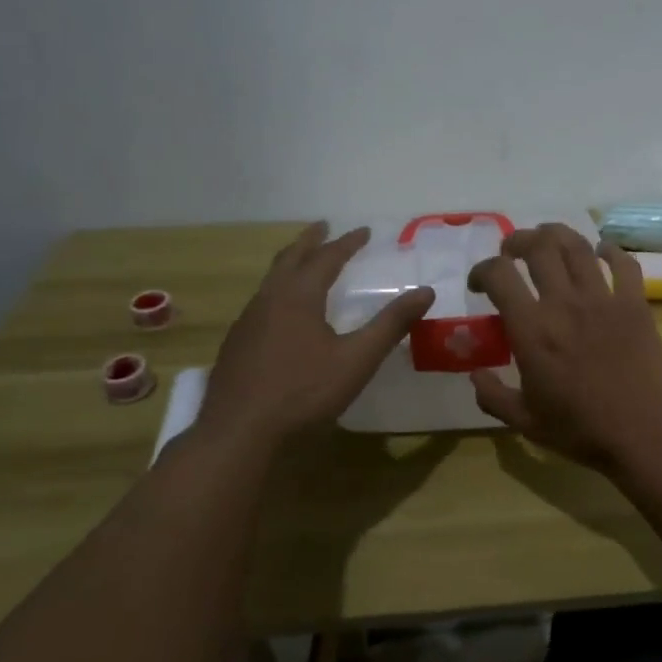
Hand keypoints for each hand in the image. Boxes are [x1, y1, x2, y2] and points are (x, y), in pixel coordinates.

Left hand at [199, 223, 432, 442]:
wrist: (238, 434)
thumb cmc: (304, 393)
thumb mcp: (357, 359)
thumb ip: (391, 324)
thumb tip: (426, 291)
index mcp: (298, 297)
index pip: (326, 258)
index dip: (347, 243)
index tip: (365, 231)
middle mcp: (268, 300)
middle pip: (290, 259)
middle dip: (310, 241)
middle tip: (324, 227)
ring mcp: (247, 322)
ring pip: (270, 280)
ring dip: (291, 264)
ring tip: (304, 263)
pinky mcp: (236, 345)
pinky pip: (260, 302)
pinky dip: (278, 290)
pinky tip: (282, 312)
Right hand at [466, 224, 661, 471]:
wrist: (644, 433)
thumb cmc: (581, 430)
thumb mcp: (525, 422)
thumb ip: (492, 396)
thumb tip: (474, 375)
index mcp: (532, 330)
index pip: (499, 275)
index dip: (482, 270)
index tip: (479, 284)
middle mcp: (564, 303)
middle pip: (538, 247)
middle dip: (517, 241)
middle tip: (511, 251)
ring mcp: (603, 299)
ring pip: (577, 246)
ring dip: (557, 235)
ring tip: (547, 240)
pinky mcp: (635, 304)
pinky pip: (623, 264)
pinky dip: (610, 251)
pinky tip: (602, 252)